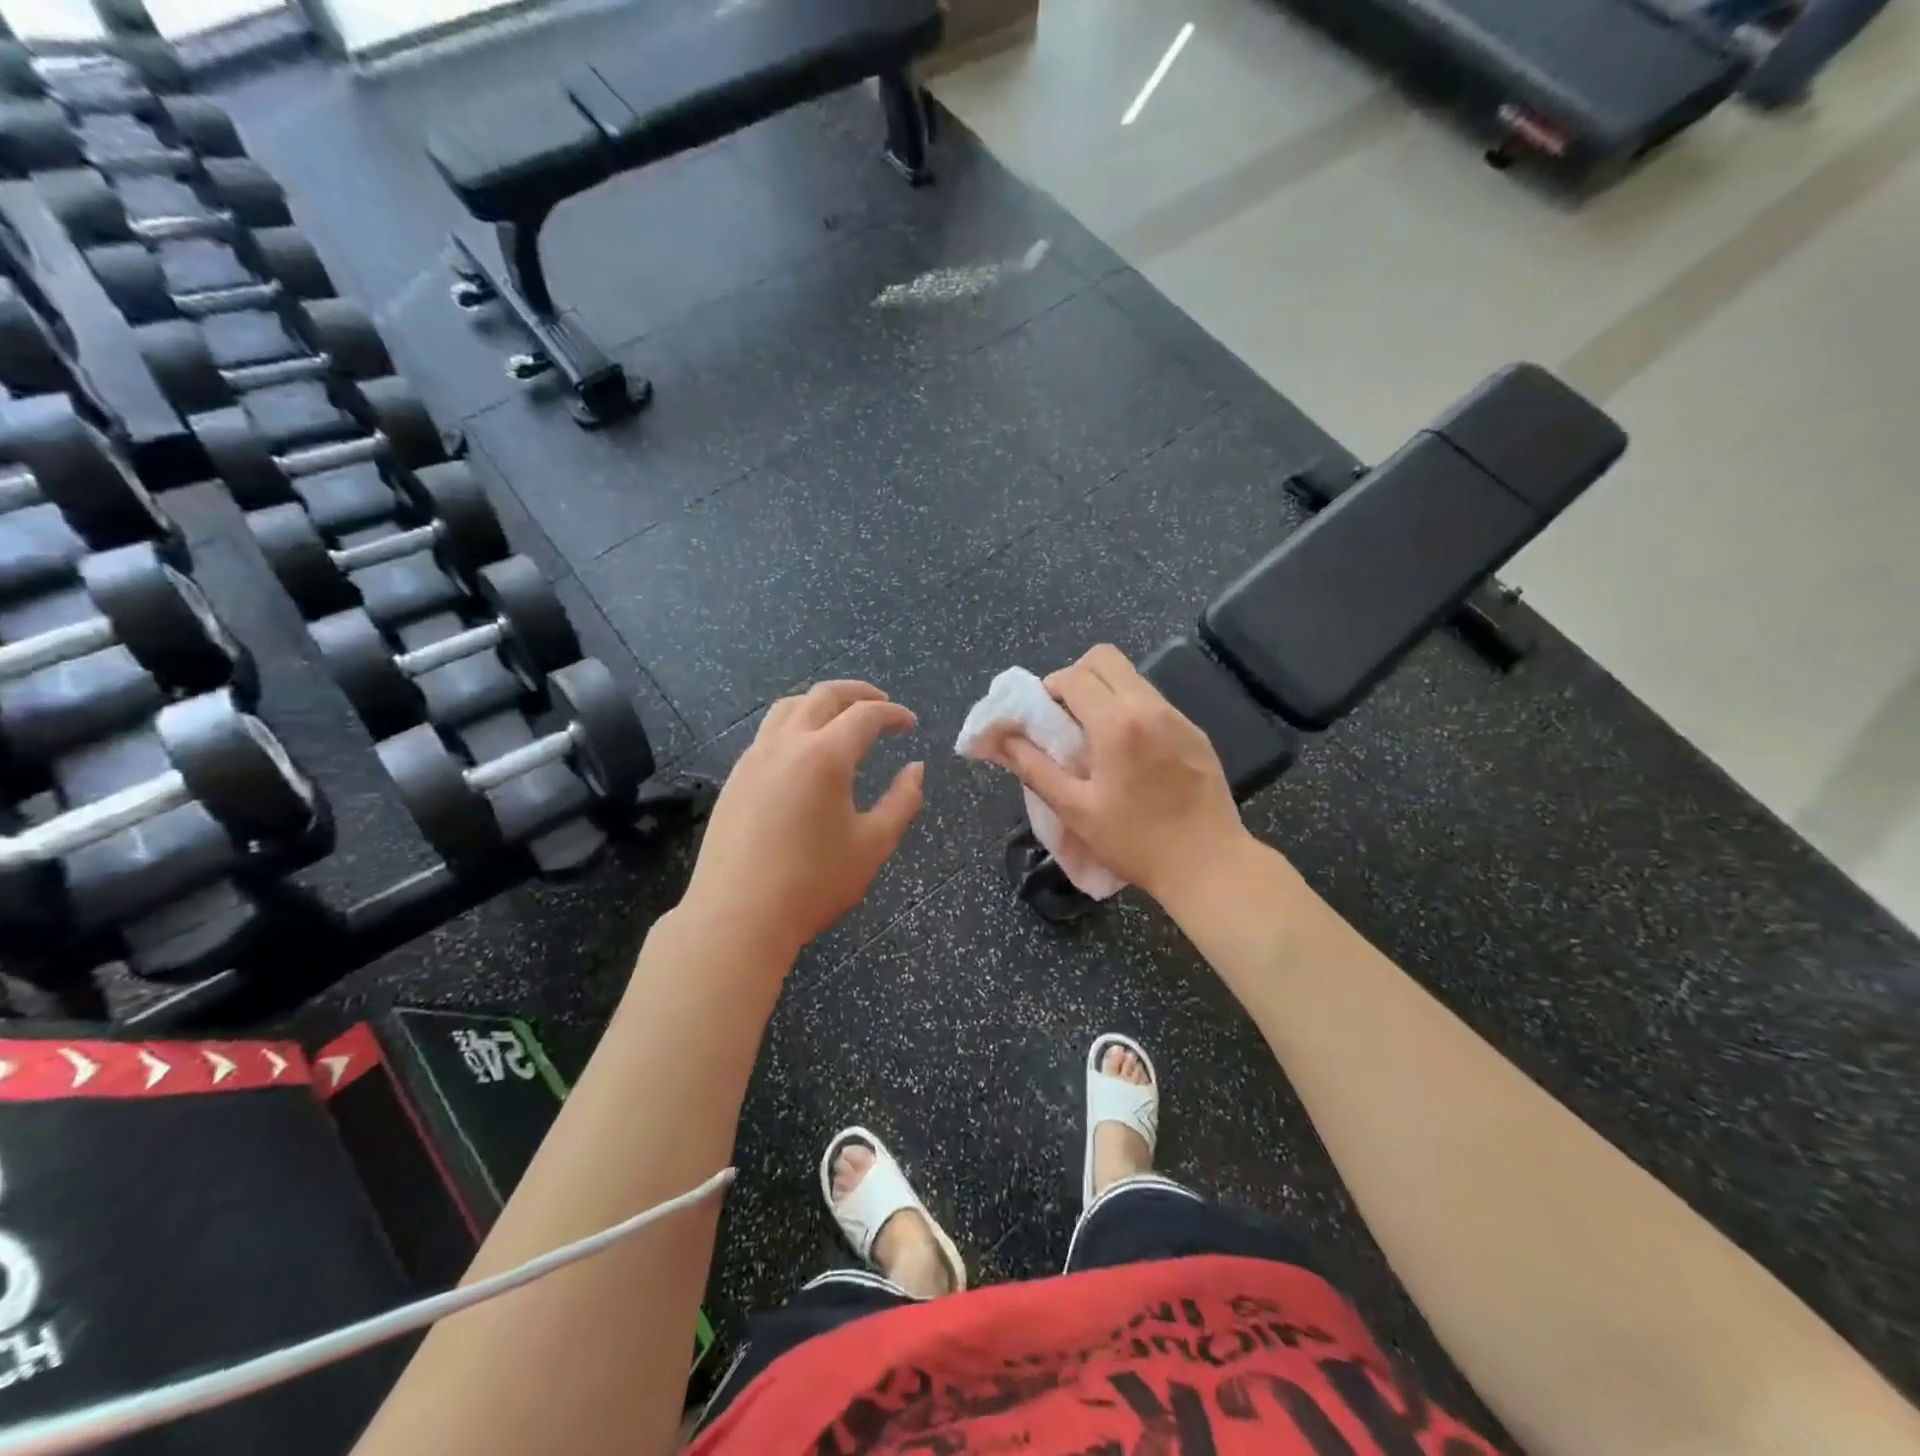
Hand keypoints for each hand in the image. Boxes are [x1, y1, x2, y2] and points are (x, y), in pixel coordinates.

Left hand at [682, 681, 923, 957]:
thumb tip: (916, 769)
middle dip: (858, 693)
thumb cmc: (813, 883)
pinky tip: (805, 752)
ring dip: (821, 702)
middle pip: (824, 695)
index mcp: (826, 756)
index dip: (893, 714)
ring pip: (789, 707)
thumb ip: (902, 802)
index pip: (866, 715)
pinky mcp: (736, 777)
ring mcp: (754, 758)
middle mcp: (787, 744)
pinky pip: (768, 732)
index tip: (910, 724)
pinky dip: (795, 723)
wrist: (737, 915)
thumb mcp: (873, 845)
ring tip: (842, 718)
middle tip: (882, 704)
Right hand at [996, 645, 1247, 903]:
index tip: (1041, 718)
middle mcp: (1150, 706)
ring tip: (1095, 738)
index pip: (1074, 676)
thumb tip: (999, 739)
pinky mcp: (1195, 732)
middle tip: (1066, 718)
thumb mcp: (1075, 809)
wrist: (1208, 864)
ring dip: (1104, 693)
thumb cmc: (1135, 841)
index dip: (1048, 689)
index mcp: (1117, 722)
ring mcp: (1178, 716)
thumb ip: (1034, 767)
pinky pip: (1153, 702)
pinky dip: (1130, 710)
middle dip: (1077, 678)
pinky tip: (1128, 754)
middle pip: (1105, 658)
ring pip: (1131, 677)